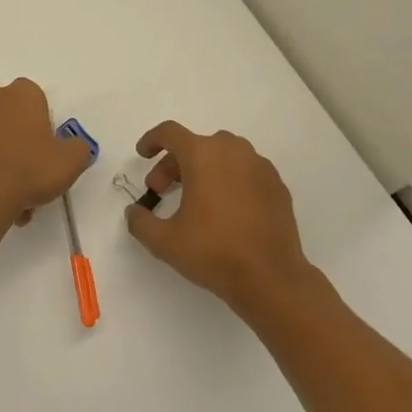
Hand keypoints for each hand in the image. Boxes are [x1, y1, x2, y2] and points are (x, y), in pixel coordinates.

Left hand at [0, 79, 92, 228]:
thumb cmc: (30, 170)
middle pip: (7, 114)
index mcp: (22, 93)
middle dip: (15, 138)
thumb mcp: (71, 162)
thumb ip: (77, 148)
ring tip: (2, 189)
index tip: (43, 152)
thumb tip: (74, 146)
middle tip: (24, 173)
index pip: (35, 101)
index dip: (40, 126)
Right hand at [125, 121, 316, 312]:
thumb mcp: (165, 241)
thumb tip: (134, 212)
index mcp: (203, 155)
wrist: (272, 278)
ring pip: (222, 155)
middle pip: (195, 145)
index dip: (152, 140)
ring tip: (194, 199)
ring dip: (202, 169)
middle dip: (173, 164)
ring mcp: (259, 166)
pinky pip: (245, 171)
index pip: (170, 133)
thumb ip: (140, 222)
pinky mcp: (276, 185)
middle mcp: (232, 150)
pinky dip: (229, 180)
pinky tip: (225, 209)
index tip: (143, 155)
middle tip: (162, 191)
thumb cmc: (214, 252)